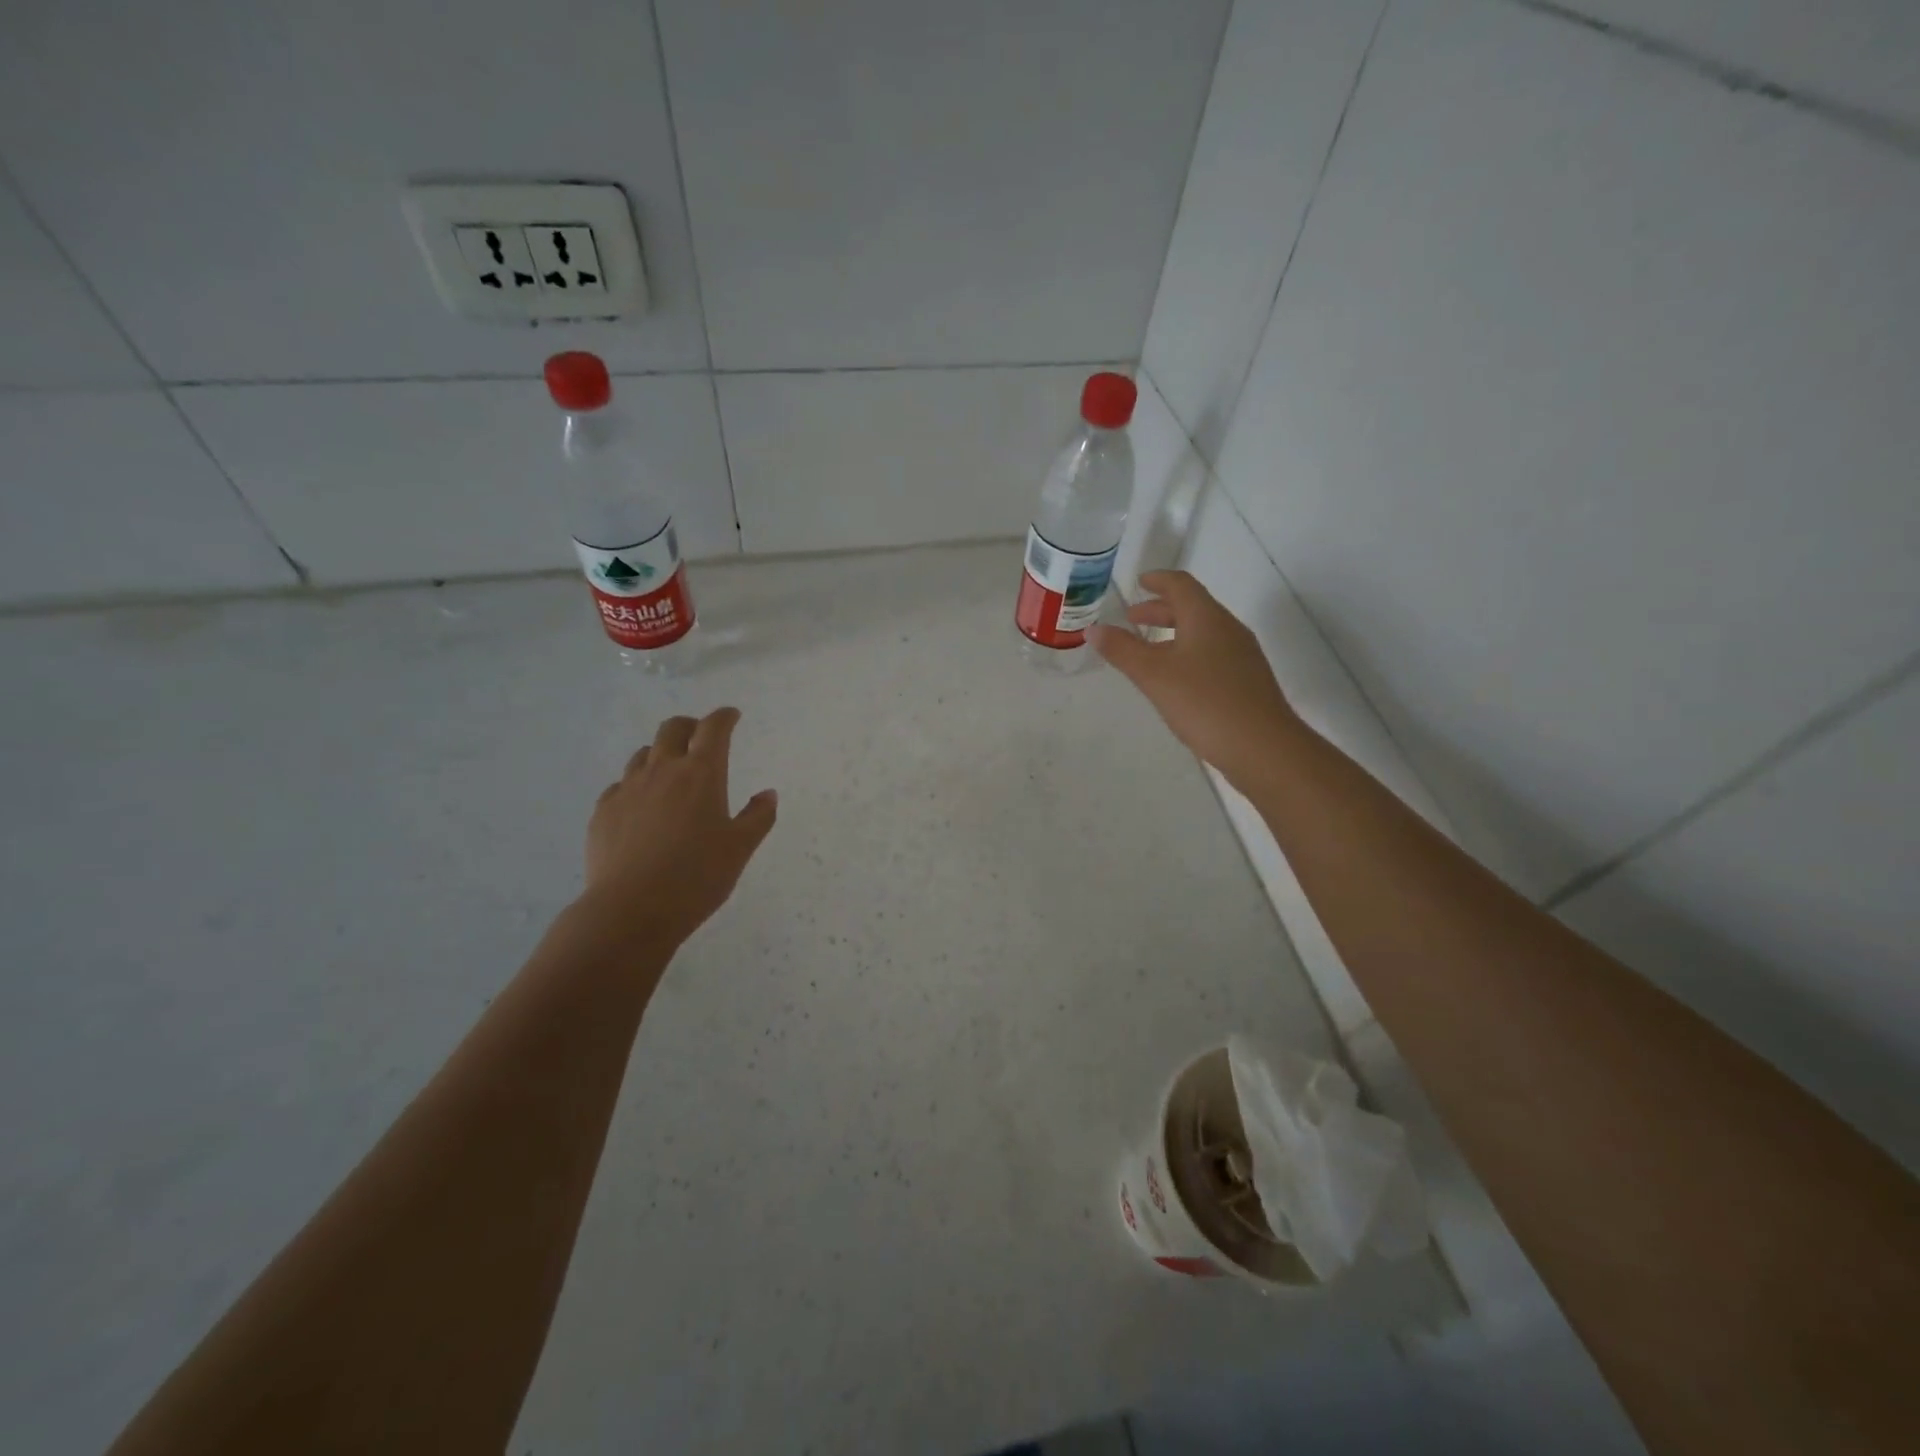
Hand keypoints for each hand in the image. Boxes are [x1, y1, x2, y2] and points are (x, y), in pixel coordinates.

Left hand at [579, 707, 777, 948]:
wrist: (631, 909)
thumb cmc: (697, 876)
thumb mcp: (740, 849)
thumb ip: (758, 817)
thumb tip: (767, 794)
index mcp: (702, 774)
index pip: (714, 729)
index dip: (724, 717)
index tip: (731, 716)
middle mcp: (662, 771)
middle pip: (672, 729)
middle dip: (690, 726)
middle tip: (700, 737)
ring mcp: (628, 789)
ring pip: (644, 754)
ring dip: (661, 753)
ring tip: (671, 772)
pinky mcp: (603, 811)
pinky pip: (621, 785)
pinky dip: (636, 784)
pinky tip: (641, 806)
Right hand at [1091, 570, 1301, 789]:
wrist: (1263, 747)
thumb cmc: (1205, 703)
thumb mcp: (1154, 675)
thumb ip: (1122, 650)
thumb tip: (1093, 629)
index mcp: (1207, 619)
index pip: (1181, 585)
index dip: (1158, 580)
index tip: (1139, 582)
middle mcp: (1228, 629)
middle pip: (1193, 607)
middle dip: (1160, 610)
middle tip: (1132, 618)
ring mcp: (1241, 656)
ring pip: (1203, 632)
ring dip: (1173, 633)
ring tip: (1148, 650)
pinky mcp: (1246, 681)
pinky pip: (1212, 654)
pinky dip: (1187, 653)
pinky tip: (1175, 679)